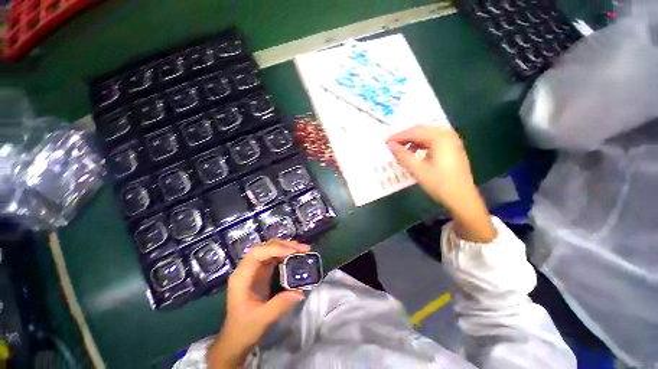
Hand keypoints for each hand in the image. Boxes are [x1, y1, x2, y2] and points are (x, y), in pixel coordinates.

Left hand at [208, 240, 309, 367]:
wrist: (236, 339)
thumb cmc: (244, 329)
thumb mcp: (262, 319)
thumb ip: (280, 304)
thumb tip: (300, 291)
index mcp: (241, 277)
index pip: (257, 253)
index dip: (275, 249)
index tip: (293, 252)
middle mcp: (247, 268)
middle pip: (265, 247)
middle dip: (284, 245)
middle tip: (303, 249)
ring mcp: (254, 269)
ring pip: (270, 249)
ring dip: (286, 247)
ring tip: (302, 250)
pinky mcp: (261, 271)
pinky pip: (274, 256)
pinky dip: (285, 253)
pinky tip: (295, 256)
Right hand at [387, 125, 495, 242]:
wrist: (462, 198)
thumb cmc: (439, 184)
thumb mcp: (418, 170)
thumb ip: (403, 155)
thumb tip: (390, 145)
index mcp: (439, 138)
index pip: (414, 132)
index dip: (398, 136)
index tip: (385, 141)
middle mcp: (447, 134)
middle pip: (421, 130)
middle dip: (405, 136)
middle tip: (392, 144)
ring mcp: (452, 140)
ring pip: (427, 134)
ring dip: (413, 140)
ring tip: (401, 149)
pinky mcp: (452, 147)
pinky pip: (433, 140)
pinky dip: (421, 143)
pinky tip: (415, 151)